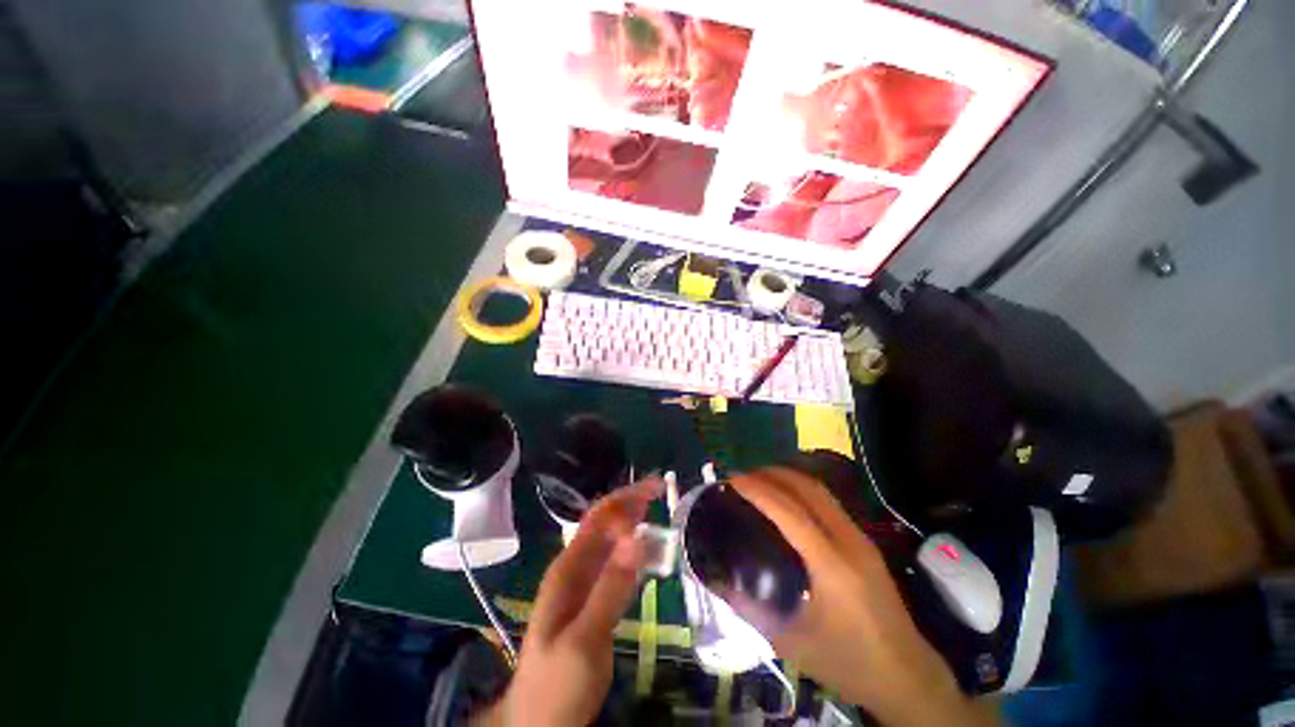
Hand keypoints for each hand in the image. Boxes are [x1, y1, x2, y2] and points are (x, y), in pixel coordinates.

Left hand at [479, 477, 662, 726]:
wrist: (538, 722)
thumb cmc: (557, 682)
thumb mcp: (585, 638)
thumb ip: (610, 587)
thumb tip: (637, 536)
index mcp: (568, 568)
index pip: (599, 518)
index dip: (625, 499)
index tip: (655, 490)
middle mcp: (575, 567)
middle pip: (605, 523)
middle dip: (631, 502)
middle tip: (661, 490)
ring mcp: (584, 584)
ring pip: (611, 541)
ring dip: (633, 521)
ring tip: (658, 510)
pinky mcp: (594, 600)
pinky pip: (616, 564)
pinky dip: (633, 549)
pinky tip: (647, 549)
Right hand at [729, 468, 996, 726]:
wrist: (909, 677)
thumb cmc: (849, 662)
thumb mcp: (793, 644)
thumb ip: (752, 610)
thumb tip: (717, 581)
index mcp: (831, 565)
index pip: (790, 512)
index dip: (759, 490)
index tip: (733, 479)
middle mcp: (849, 542)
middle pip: (809, 489)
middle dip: (774, 474)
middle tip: (744, 475)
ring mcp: (861, 539)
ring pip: (822, 492)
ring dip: (789, 479)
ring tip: (761, 481)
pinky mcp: (866, 544)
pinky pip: (829, 503)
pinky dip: (803, 492)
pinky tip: (788, 502)